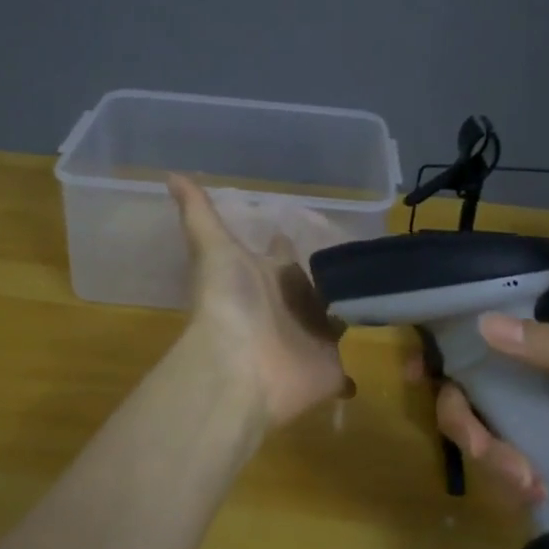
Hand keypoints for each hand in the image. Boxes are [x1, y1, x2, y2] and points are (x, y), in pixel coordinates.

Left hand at [169, 175, 354, 426]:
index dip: (285, 245)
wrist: (238, 367)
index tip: (293, 231)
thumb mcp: (213, 249)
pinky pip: (344, 371)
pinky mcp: (330, 371)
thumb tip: (171, 174)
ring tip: (376, 303)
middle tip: (358, 265)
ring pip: (334, 323)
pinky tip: (362, 368)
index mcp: (269, 278)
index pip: (282, 256)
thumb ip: (199, 213)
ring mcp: (312, 340)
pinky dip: (350, 374)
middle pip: (312, 289)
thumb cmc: (229, 303)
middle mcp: (291, 307)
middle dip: (328, 279)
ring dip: (346, 316)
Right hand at [410, 315, 548, 548]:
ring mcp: (533, 438)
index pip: (485, 345)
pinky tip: (537, 495)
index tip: (417, 372)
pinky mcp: (537, 478)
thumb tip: (482, 325)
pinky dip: (508, 485)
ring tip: (529, 483)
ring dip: (493, 461)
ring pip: (480, 439)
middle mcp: (532, 394)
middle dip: (466, 424)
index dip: (446, 353)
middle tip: (483, 450)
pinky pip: (499, 476)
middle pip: (468, 398)